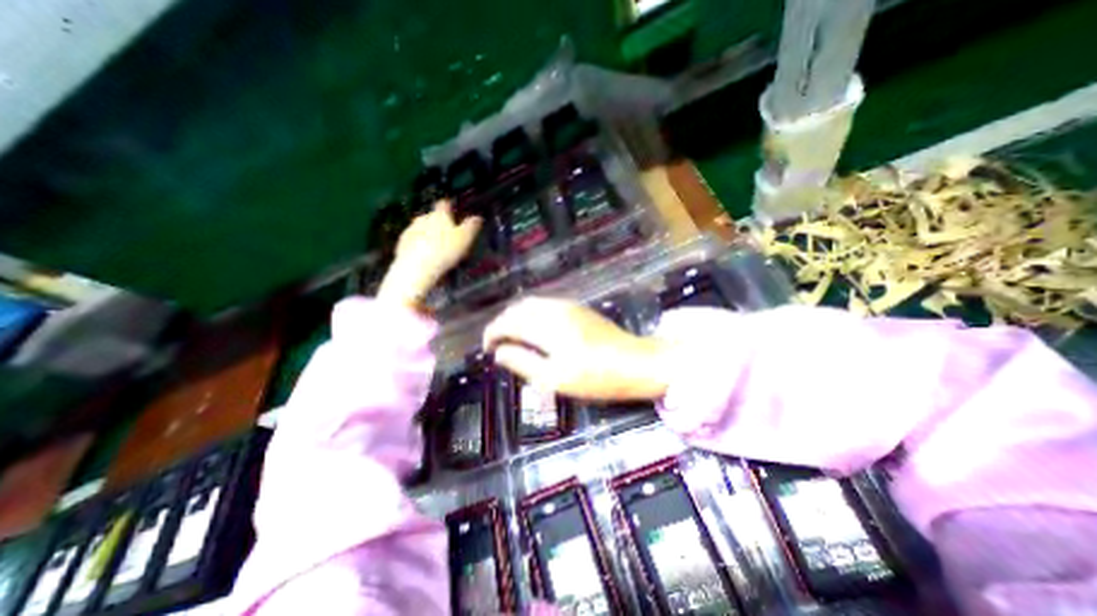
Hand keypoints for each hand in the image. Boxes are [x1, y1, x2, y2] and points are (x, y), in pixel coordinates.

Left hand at [379, 200, 480, 308]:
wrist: (416, 269)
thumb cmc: (444, 251)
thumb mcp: (465, 239)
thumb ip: (471, 226)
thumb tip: (478, 217)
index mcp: (439, 215)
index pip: (444, 204)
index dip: (450, 207)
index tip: (454, 212)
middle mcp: (423, 218)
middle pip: (432, 217)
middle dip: (439, 224)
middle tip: (449, 237)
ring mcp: (410, 231)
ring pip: (421, 229)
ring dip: (428, 236)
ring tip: (437, 250)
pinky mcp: (401, 244)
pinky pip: (413, 242)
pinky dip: (419, 246)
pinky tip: (426, 258)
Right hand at [484, 298, 673, 404]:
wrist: (636, 362)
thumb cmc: (596, 377)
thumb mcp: (555, 379)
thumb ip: (523, 363)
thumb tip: (499, 353)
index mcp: (547, 327)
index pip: (508, 322)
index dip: (492, 334)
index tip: (487, 349)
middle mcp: (554, 310)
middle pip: (517, 309)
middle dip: (502, 324)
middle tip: (498, 345)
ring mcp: (568, 306)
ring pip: (531, 304)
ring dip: (516, 317)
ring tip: (513, 338)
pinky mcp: (577, 308)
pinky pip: (545, 305)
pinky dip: (531, 314)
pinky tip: (534, 329)